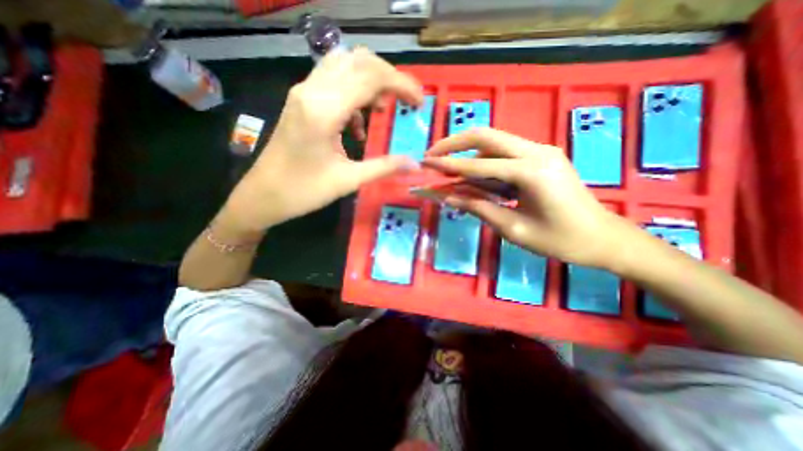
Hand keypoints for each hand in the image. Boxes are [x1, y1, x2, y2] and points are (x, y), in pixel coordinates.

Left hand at [222, 47, 422, 231]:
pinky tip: (357, 125)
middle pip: (359, 61)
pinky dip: (355, 95)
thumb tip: (414, 163)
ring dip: (371, 82)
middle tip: (405, 102)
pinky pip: (334, 82)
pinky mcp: (302, 100)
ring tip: (383, 110)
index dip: (401, 84)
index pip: (370, 77)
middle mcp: (312, 91)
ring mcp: (304, 93)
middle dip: (389, 78)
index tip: (419, 101)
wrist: (263, 195)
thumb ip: (384, 167)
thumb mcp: (348, 180)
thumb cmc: (303, 191)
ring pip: (345, 66)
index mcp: (323, 110)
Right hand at [422, 128, 636, 266]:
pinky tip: (475, 177)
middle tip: (432, 154)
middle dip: (454, 143)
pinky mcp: (541, 156)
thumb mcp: (514, 229)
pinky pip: (504, 153)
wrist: (603, 237)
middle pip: (486, 136)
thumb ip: (479, 208)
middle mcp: (537, 152)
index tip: (426, 163)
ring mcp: (541, 151)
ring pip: (494, 143)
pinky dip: (484, 162)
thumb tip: (449, 196)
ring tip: (449, 172)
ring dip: (468, 154)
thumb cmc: (560, 240)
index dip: (449, 165)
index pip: (479, 164)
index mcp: (532, 172)